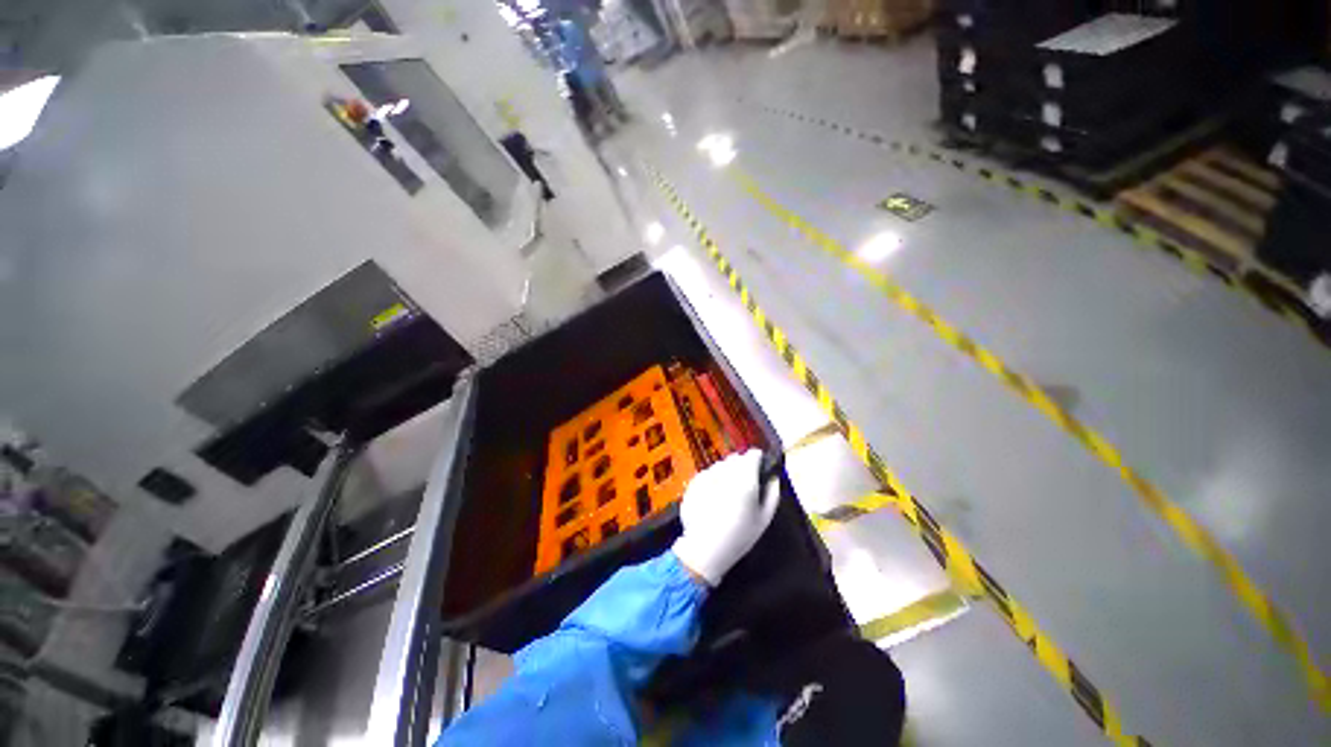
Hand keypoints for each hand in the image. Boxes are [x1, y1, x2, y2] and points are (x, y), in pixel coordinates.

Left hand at [671, 449, 779, 585]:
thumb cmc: (739, 536)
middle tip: (744, 486)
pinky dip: (712, 480)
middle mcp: (725, 471)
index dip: (757, 460)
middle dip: (741, 466)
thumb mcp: (764, 519)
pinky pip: (708, 473)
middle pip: (736, 458)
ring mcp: (707, 475)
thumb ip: (772, 494)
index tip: (759, 470)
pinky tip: (713, 498)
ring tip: (727, 494)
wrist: (704, 548)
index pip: (753, 454)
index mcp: (745, 478)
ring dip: (726, 472)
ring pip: (721, 465)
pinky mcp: (694, 481)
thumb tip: (773, 477)